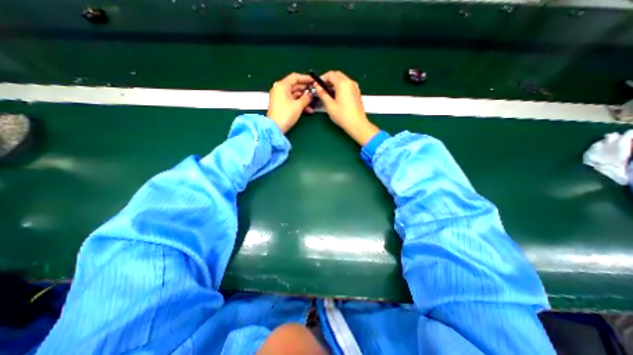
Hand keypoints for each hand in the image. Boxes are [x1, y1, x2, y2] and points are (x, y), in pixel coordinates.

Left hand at [267, 72, 316, 132]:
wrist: (275, 128)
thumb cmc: (286, 115)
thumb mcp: (298, 105)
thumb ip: (306, 98)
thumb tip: (310, 94)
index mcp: (282, 86)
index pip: (295, 77)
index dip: (305, 78)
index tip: (313, 81)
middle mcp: (279, 89)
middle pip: (295, 86)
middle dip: (305, 90)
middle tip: (314, 93)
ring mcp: (279, 97)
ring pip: (294, 95)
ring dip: (303, 99)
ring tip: (312, 104)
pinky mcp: (281, 105)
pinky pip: (291, 101)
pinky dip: (299, 104)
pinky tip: (307, 110)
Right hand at [313, 70, 376, 144]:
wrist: (357, 124)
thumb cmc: (342, 115)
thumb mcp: (329, 105)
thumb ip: (323, 94)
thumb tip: (318, 88)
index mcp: (343, 83)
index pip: (331, 74)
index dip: (322, 78)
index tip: (317, 86)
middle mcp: (350, 82)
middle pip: (337, 75)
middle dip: (328, 80)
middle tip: (322, 89)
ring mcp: (355, 87)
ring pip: (343, 80)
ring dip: (334, 83)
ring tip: (328, 94)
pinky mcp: (357, 93)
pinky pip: (347, 85)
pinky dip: (340, 87)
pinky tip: (336, 97)